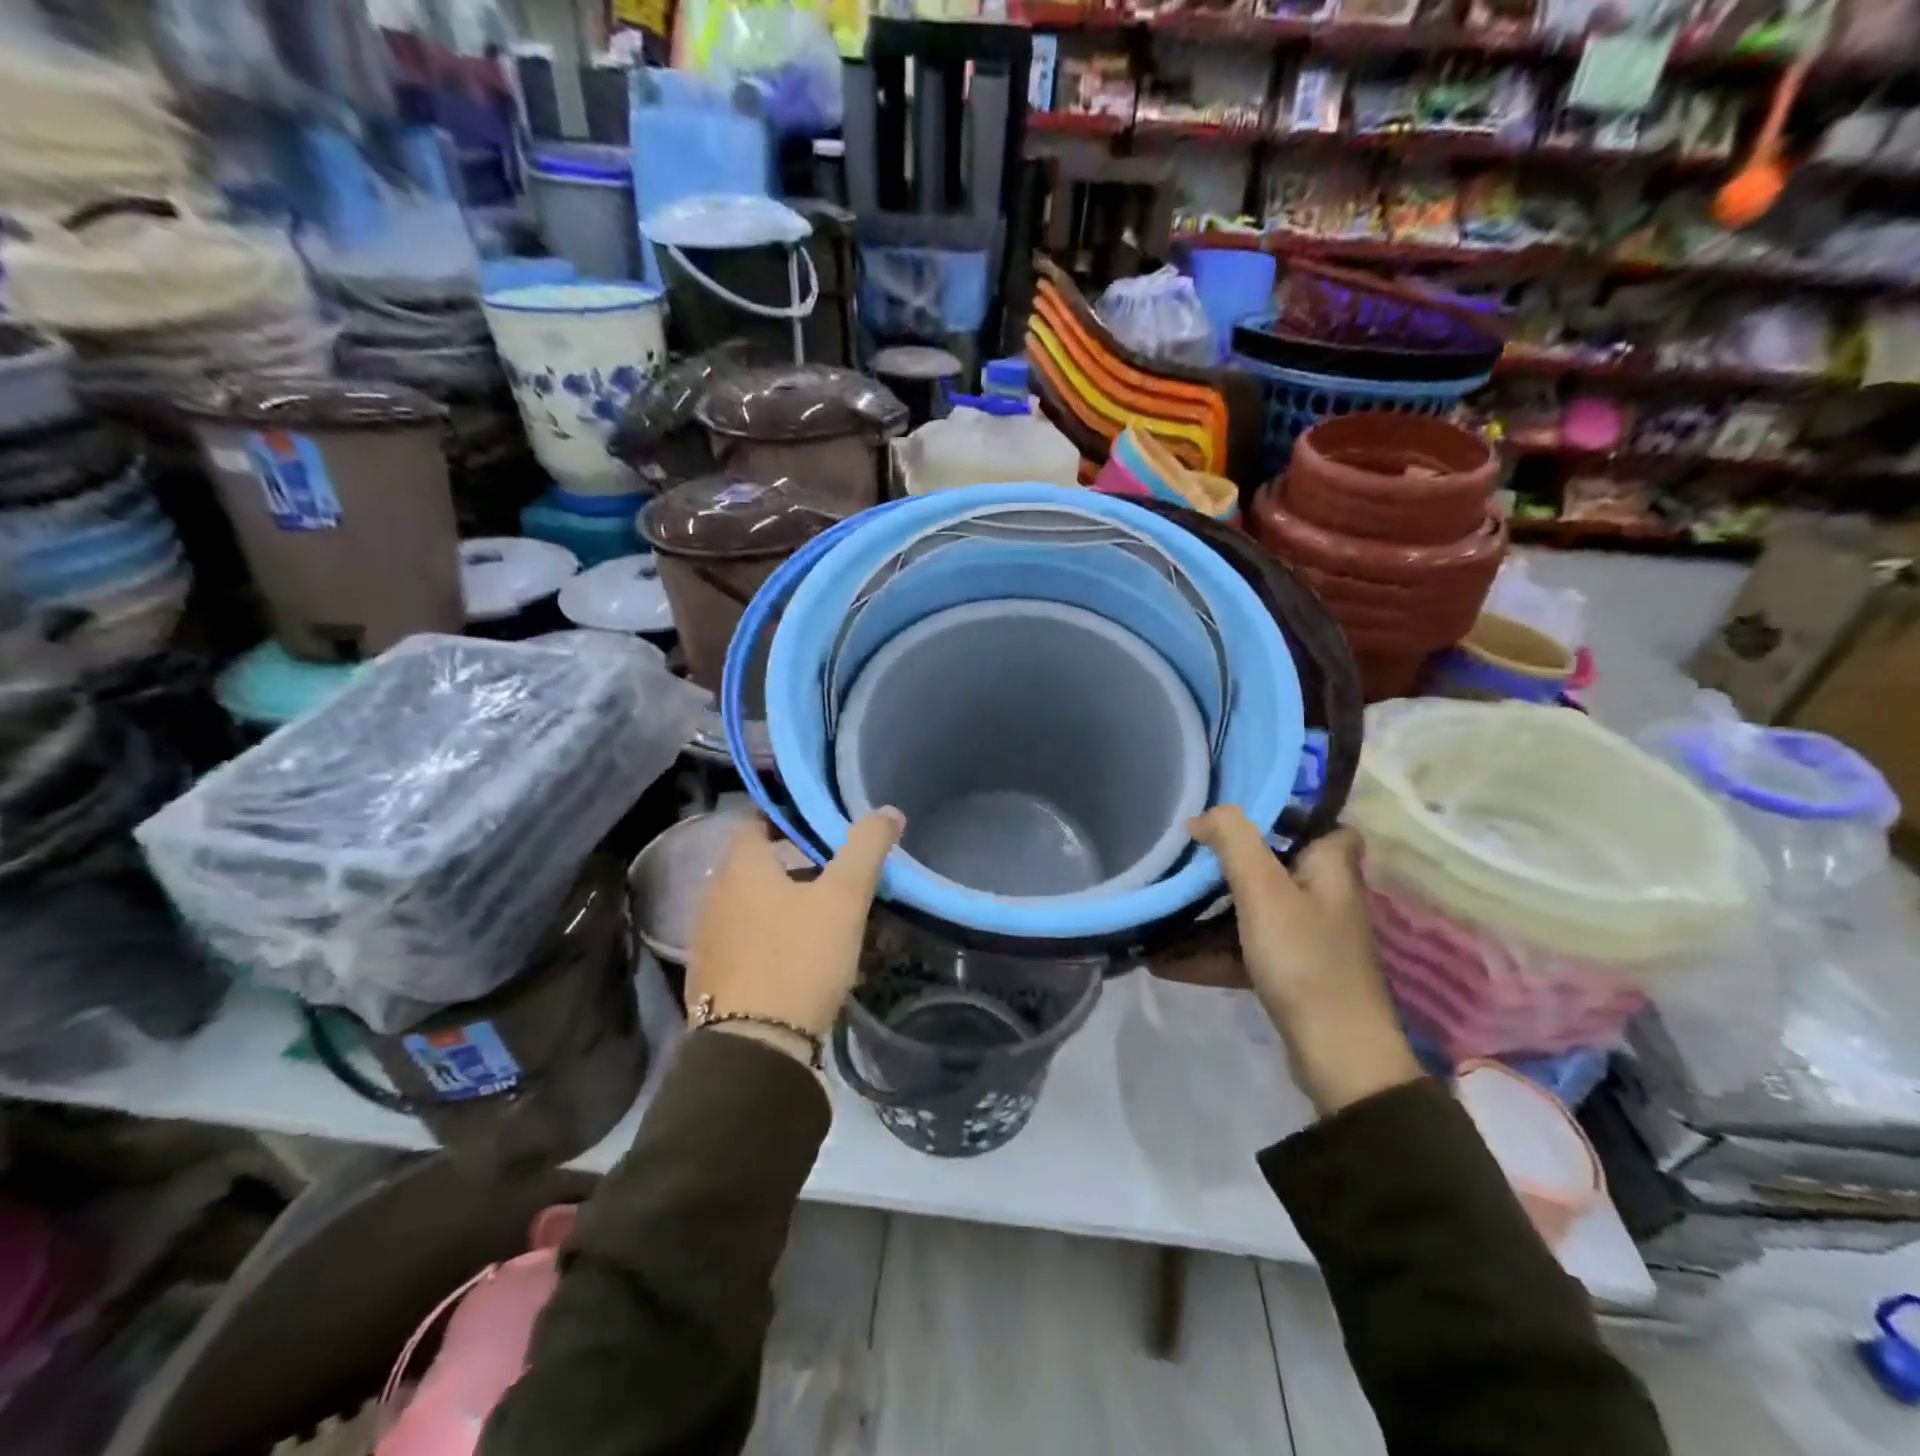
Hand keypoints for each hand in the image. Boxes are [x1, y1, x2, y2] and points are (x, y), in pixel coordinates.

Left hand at [686, 810, 904, 1062]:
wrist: (754, 1048)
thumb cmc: (799, 957)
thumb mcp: (844, 898)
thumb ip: (866, 848)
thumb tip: (888, 811)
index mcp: (740, 867)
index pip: (756, 821)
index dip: (789, 817)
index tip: (823, 824)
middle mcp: (714, 895)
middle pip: (755, 863)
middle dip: (793, 862)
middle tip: (835, 867)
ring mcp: (708, 938)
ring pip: (751, 903)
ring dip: (783, 901)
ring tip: (824, 912)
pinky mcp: (711, 975)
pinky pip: (744, 938)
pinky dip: (770, 935)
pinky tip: (800, 954)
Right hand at [1188, 809, 1421, 1116]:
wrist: (1339, 1056)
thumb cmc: (1304, 958)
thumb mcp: (1263, 891)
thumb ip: (1235, 841)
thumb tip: (1204, 815)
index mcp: (1329, 868)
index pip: (1323, 825)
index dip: (1288, 815)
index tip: (1239, 817)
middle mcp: (1322, 898)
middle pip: (1273, 867)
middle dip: (1227, 865)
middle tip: (1184, 858)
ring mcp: (1307, 939)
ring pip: (1252, 913)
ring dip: (1207, 916)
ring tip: (1159, 913)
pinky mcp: (1291, 974)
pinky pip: (1244, 951)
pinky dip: (1210, 954)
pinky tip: (1163, 962)